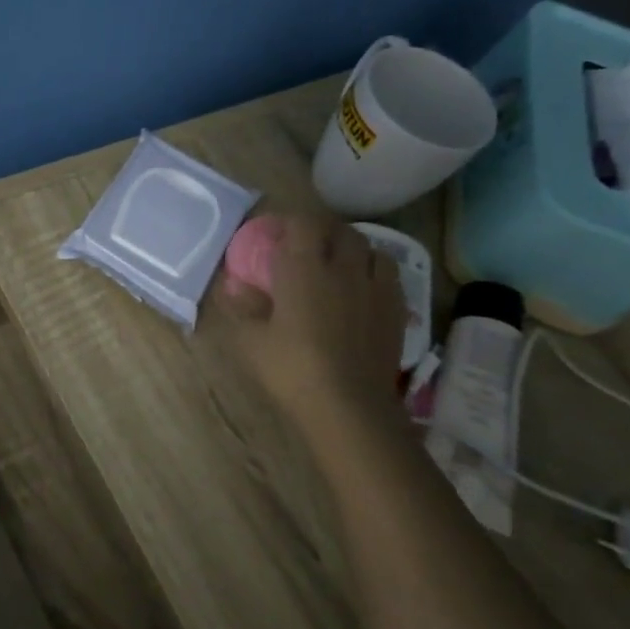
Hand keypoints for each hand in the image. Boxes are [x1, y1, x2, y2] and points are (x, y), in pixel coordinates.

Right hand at [221, 212, 405, 426]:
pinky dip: (373, 273)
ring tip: (338, 265)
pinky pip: (388, 276)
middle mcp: (344, 268)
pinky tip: (363, 291)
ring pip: (370, 249)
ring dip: (352, 249)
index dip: (288, 221)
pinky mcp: (397, 310)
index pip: (302, 223)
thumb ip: (241, 307)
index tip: (273, 233)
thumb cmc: (292, 369)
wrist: (350, 407)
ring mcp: (376, 288)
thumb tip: (233, 286)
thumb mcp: (251, 341)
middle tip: (304, 247)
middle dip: (321, 232)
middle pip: (339, 231)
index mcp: (304, 268)